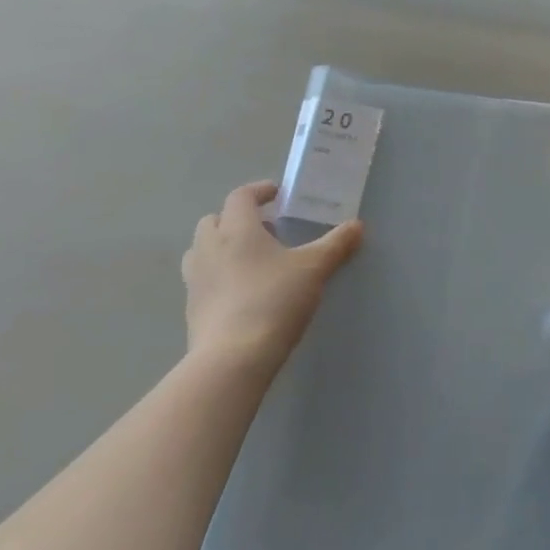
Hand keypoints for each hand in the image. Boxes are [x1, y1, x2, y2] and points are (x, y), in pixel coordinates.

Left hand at [181, 181, 361, 373]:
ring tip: (252, 260)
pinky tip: (243, 292)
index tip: (277, 194)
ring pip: (202, 250)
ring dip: (222, 246)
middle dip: (237, 219)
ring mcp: (195, 280)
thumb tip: (357, 225)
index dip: (259, 191)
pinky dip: (218, 276)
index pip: (240, 196)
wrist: (233, 359)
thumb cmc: (274, 300)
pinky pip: (202, 280)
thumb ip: (336, 244)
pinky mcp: (191, 309)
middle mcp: (209, 248)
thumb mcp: (315, 269)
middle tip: (266, 229)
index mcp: (237, 230)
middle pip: (214, 220)